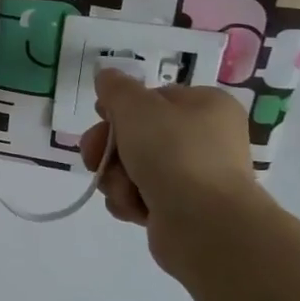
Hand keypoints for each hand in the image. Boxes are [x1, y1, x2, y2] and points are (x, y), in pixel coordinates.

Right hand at [80, 71, 262, 260]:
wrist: (205, 225)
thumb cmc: (173, 153)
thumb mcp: (135, 107)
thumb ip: (115, 88)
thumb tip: (107, 76)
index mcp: (207, 106)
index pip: (153, 98)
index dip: (121, 108)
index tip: (100, 116)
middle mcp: (206, 139)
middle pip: (139, 134)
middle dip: (109, 148)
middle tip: (92, 157)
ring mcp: (196, 176)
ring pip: (134, 167)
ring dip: (116, 177)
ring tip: (122, 189)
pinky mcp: (183, 210)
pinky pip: (142, 196)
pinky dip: (130, 200)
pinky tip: (133, 208)